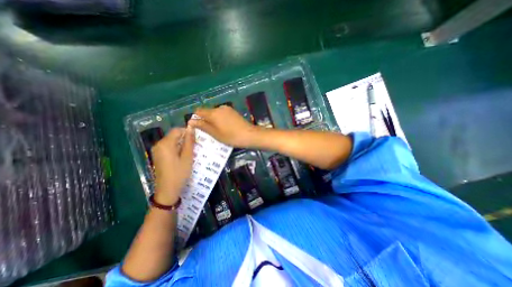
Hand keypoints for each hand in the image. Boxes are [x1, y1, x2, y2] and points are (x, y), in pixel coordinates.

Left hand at [151, 127, 194, 204]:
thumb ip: (189, 142)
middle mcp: (158, 145)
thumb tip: (191, 129)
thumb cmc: (179, 173)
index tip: (196, 140)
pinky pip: (169, 147)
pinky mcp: (158, 156)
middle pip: (174, 135)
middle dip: (185, 139)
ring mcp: (157, 151)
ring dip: (182, 144)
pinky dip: (177, 149)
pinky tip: (183, 156)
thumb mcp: (187, 157)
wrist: (167, 190)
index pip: (177, 130)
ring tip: (190, 152)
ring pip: (172, 141)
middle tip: (195, 147)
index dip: (187, 132)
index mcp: (165, 144)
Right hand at [188, 106, 260, 148]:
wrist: (249, 135)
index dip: (196, 118)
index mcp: (213, 113)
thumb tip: (191, 121)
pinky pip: (222, 114)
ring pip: (215, 113)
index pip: (198, 111)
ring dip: (213, 120)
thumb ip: (203, 126)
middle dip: (205, 120)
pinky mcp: (233, 112)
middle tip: (207, 132)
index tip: (198, 127)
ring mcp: (227, 109)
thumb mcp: (215, 134)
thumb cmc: (231, 136)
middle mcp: (219, 108)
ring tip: (217, 131)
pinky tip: (225, 128)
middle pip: (207, 112)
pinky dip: (220, 120)